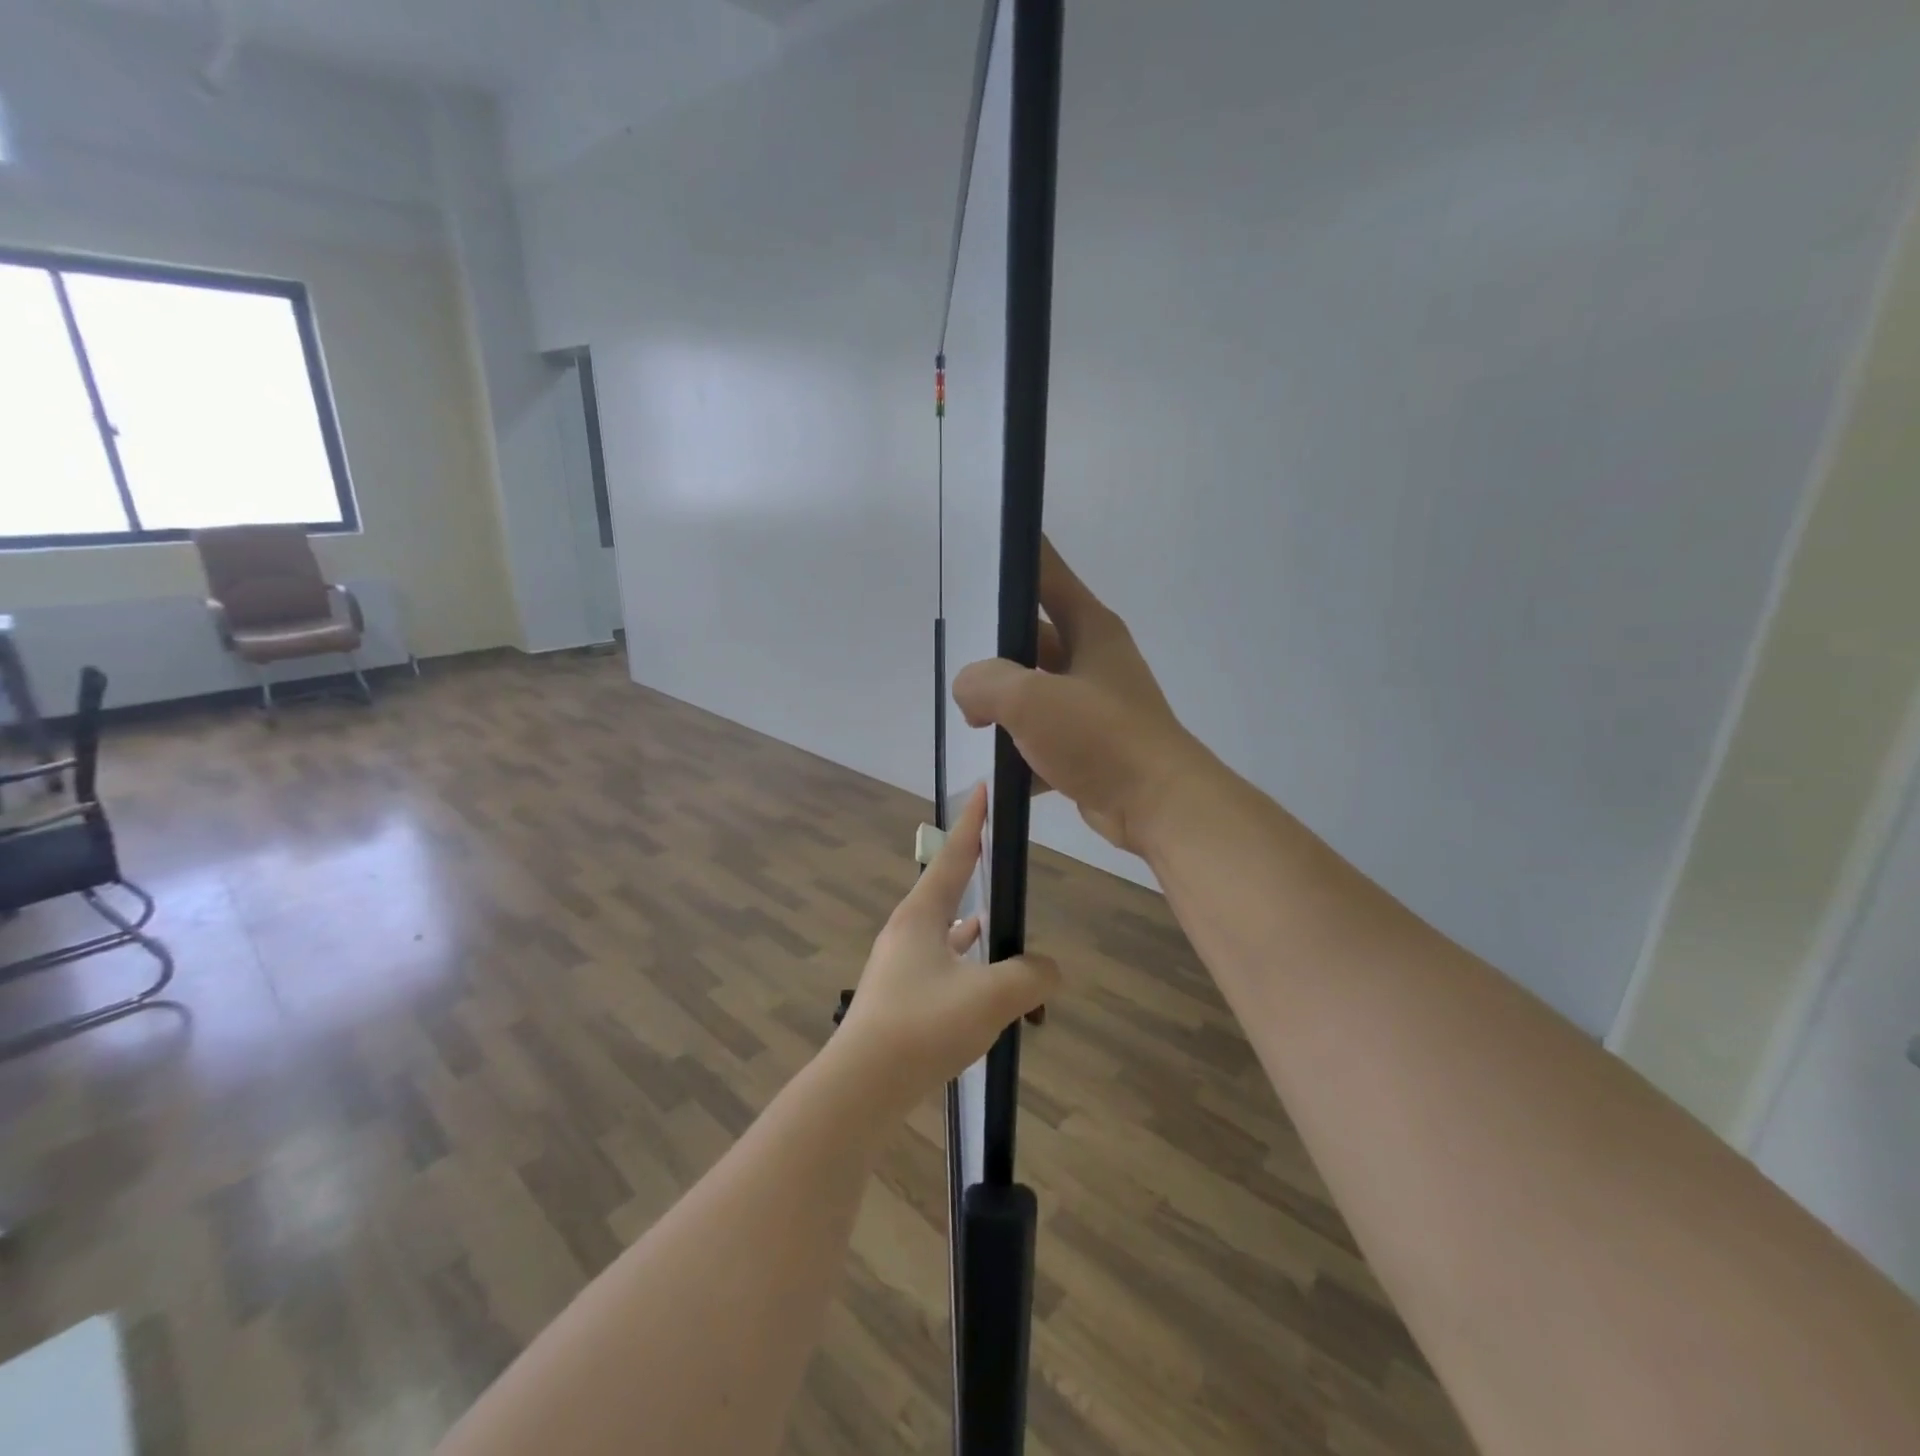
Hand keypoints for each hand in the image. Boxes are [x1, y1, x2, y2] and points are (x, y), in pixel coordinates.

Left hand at [832, 785, 1058, 1113]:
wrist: (861, 1087)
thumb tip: (1049, 970)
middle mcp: (906, 932)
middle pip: (945, 889)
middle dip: (972, 871)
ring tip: (996, 922)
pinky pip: (940, 965)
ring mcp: (899, 966)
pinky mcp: (900, 997)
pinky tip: (980, 979)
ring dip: (969, 924)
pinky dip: (964, 963)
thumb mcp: (990, 997)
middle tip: (998, 856)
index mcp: (921, 915)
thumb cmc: (922, 1027)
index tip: (984, 790)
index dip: (973, 823)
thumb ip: (1030, 976)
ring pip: (943, 932)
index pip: (954, 855)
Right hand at [953, 538, 1205, 855]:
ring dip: (1006, 707)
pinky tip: (1001, 767)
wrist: (1158, 805)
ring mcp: (1095, 705)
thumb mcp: (1030, 698)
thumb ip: (984, 682)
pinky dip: (1023, 751)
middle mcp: (1095, 660)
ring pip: (1037, 692)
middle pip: (1034, 639)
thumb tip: (970, 693)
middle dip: (997, 655)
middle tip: (961, 665)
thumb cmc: (1099, 737)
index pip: (1047, 573)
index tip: (981, 548)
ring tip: (973, 718)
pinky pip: (1045, 738)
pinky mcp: (1092, 747)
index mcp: (1090, 629)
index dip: (1016, 557)